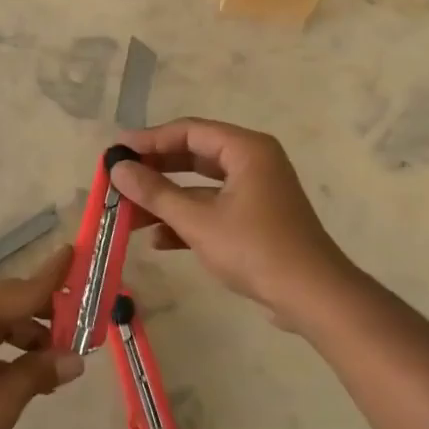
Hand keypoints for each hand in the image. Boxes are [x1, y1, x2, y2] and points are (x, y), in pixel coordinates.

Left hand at [0, 245, 82, 428]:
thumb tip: (75, 360)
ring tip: (55, 362)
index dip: (54, 276)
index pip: (23, 289)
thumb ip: (39, 372)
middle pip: (9, 302)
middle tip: (79, 331)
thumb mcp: (0, 401)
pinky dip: (1, 347)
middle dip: (44, 316)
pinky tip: (22, 371)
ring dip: (24, 336)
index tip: (76, 252)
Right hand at [110, 118, 354, 331]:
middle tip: (119, 179)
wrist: (312, 297)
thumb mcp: (198, 220)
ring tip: (128, 214)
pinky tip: (158, 240)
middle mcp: (253, 163)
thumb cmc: (255, 249)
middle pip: (193, 156)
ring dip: (166, 200)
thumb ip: (155, 192)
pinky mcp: (255, 220)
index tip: (116, 150)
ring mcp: (255, 192)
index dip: (150, 139)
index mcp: (246, 149)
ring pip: (200, 186)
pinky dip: (187, 220)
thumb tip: (117, 168)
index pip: (189, 131)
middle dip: (155, 171)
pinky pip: (213, 209)